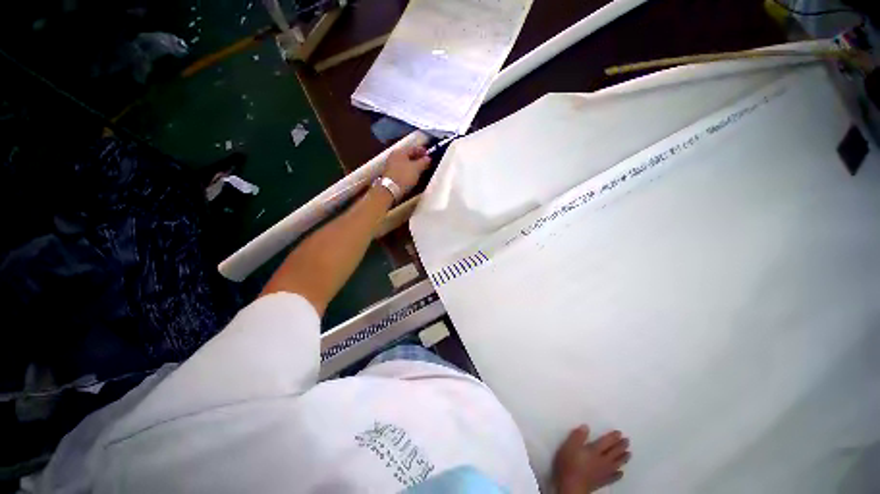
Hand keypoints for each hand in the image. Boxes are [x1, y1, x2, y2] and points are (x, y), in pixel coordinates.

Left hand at [383, 145, 431, 194]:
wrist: (390, 189)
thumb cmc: (404, 176)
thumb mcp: (417, 168)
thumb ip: (424, 162)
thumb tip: (428, 158)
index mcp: (400, 152)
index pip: (413, 148)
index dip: (422, 150)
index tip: (429, 154)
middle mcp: (394, 156)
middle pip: (409, 155)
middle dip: (418, 158)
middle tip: (427, 162)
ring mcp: (392, 165)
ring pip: (406, 162)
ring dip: (414, 165)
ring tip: (422, 169)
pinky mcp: (391, 174)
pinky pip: (403, 169)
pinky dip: (409, 170)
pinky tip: (414, 174)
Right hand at [553, 425, 630, 493]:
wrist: (572, 486)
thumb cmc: (569, 464)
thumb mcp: (569, 446)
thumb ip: (578, 436)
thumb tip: (586, 426)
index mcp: (594, 451)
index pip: (606, 442)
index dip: (613, 437)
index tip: (619, 432)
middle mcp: (602, 461)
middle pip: (614, 452)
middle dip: (621, 446)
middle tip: (628, 441)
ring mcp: (603, 472)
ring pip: (616, 464)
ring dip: (623, 458)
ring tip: (629, 453)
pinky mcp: (602, 482)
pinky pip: (613, 477)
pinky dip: (618, 474)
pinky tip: (621, 472)